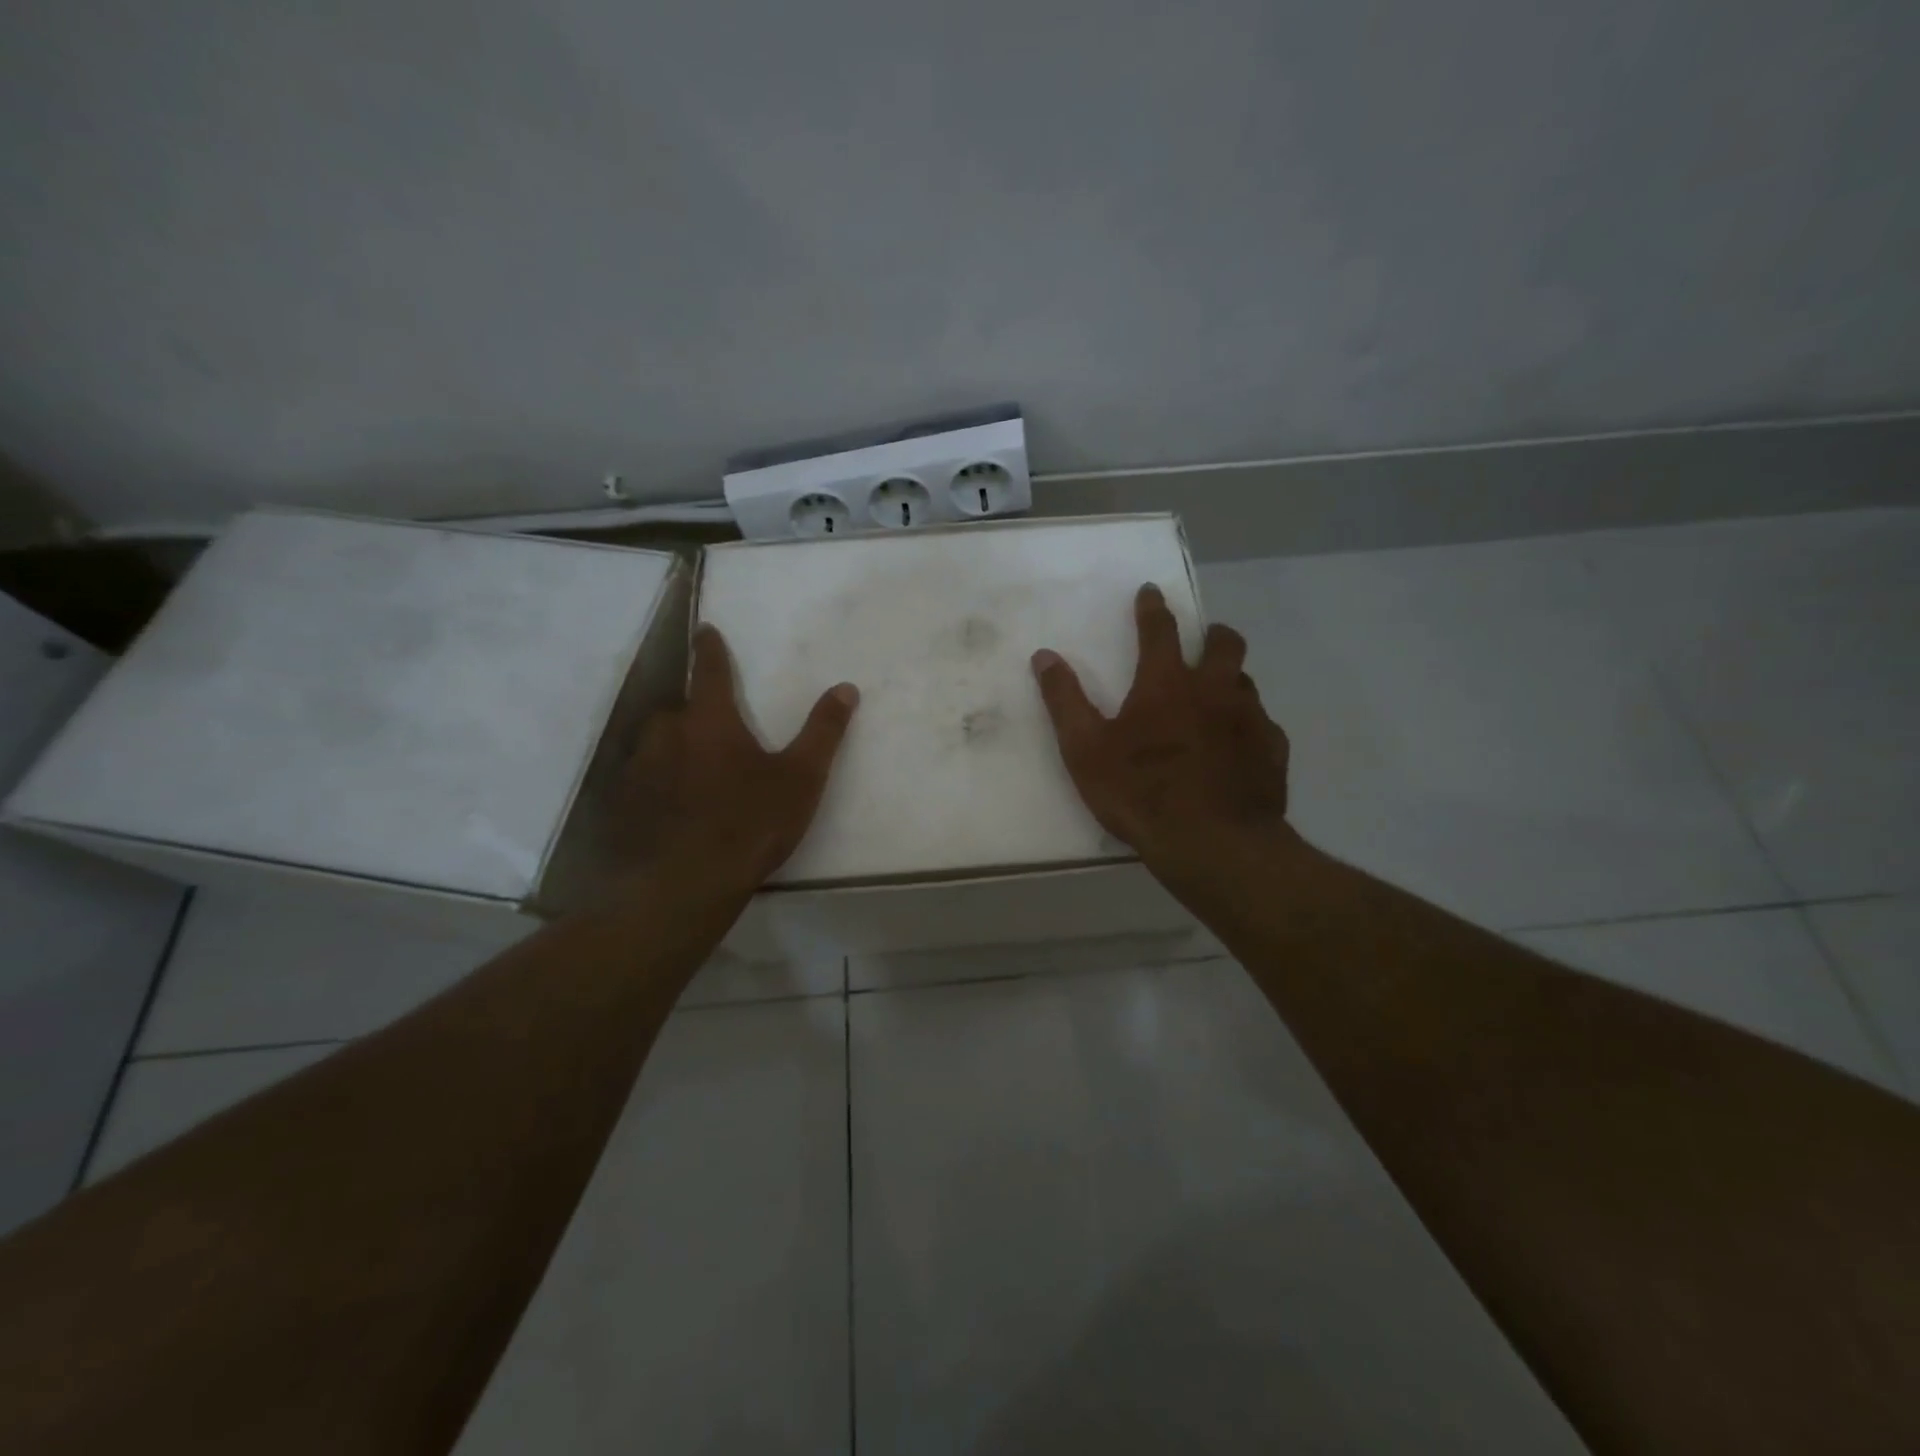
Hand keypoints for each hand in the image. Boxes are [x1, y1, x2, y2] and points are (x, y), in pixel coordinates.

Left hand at [611, 624, 857, 897]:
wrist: (684, 885)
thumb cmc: (750, 824)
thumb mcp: (801, 778)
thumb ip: (823, 731)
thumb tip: (845, 687)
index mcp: (711, 722)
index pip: (709, 671)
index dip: (710, 649)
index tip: (706, 630)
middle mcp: (667, 735)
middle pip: (677, 710)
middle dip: (692, 712)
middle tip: (710, 729)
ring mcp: (639, 770)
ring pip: (654, 745)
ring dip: (671, 748)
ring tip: (690, 771)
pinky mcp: (622, 805)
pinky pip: (639, 780)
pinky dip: (655, 783)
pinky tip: (668, 808)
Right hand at [1031, 584, 1292, 871]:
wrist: (1214, 844)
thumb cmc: (1141, 793)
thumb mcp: (1085, 750)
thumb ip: (1064, 701)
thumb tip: (1044, 656)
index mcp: (1167, 684)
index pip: (1160, 630)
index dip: (1153, 608)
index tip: (1151, 592)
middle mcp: (1215, 690)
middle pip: (1224, 644)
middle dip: (1213, 634)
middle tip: (1203, 640)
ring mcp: (1250, 718)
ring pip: (1245, 682)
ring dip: (1230, 680)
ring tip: (1217, 698)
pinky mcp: (1272, 751)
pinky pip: (1263, 725)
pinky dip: (1247, 725)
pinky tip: (1238, 747)